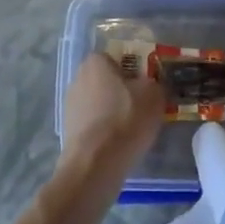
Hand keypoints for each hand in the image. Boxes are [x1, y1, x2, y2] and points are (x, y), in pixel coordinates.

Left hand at [60, 54, 163, 174]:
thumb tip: (156, 86)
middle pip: (108, 81)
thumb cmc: (126, 119)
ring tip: (132, 131)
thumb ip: (157, 84)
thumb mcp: (154, 95)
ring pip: (100, 104)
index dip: (136, 72)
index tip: (148, 89)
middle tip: (143, 109)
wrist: (95, 164)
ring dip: (114, 113)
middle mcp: (78, 77)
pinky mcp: (68, 130)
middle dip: (124, 93)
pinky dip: (104, 132)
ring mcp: (70, 105)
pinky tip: (117, 145)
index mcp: (96, 61)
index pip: (119, 59)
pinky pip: (93, 125)